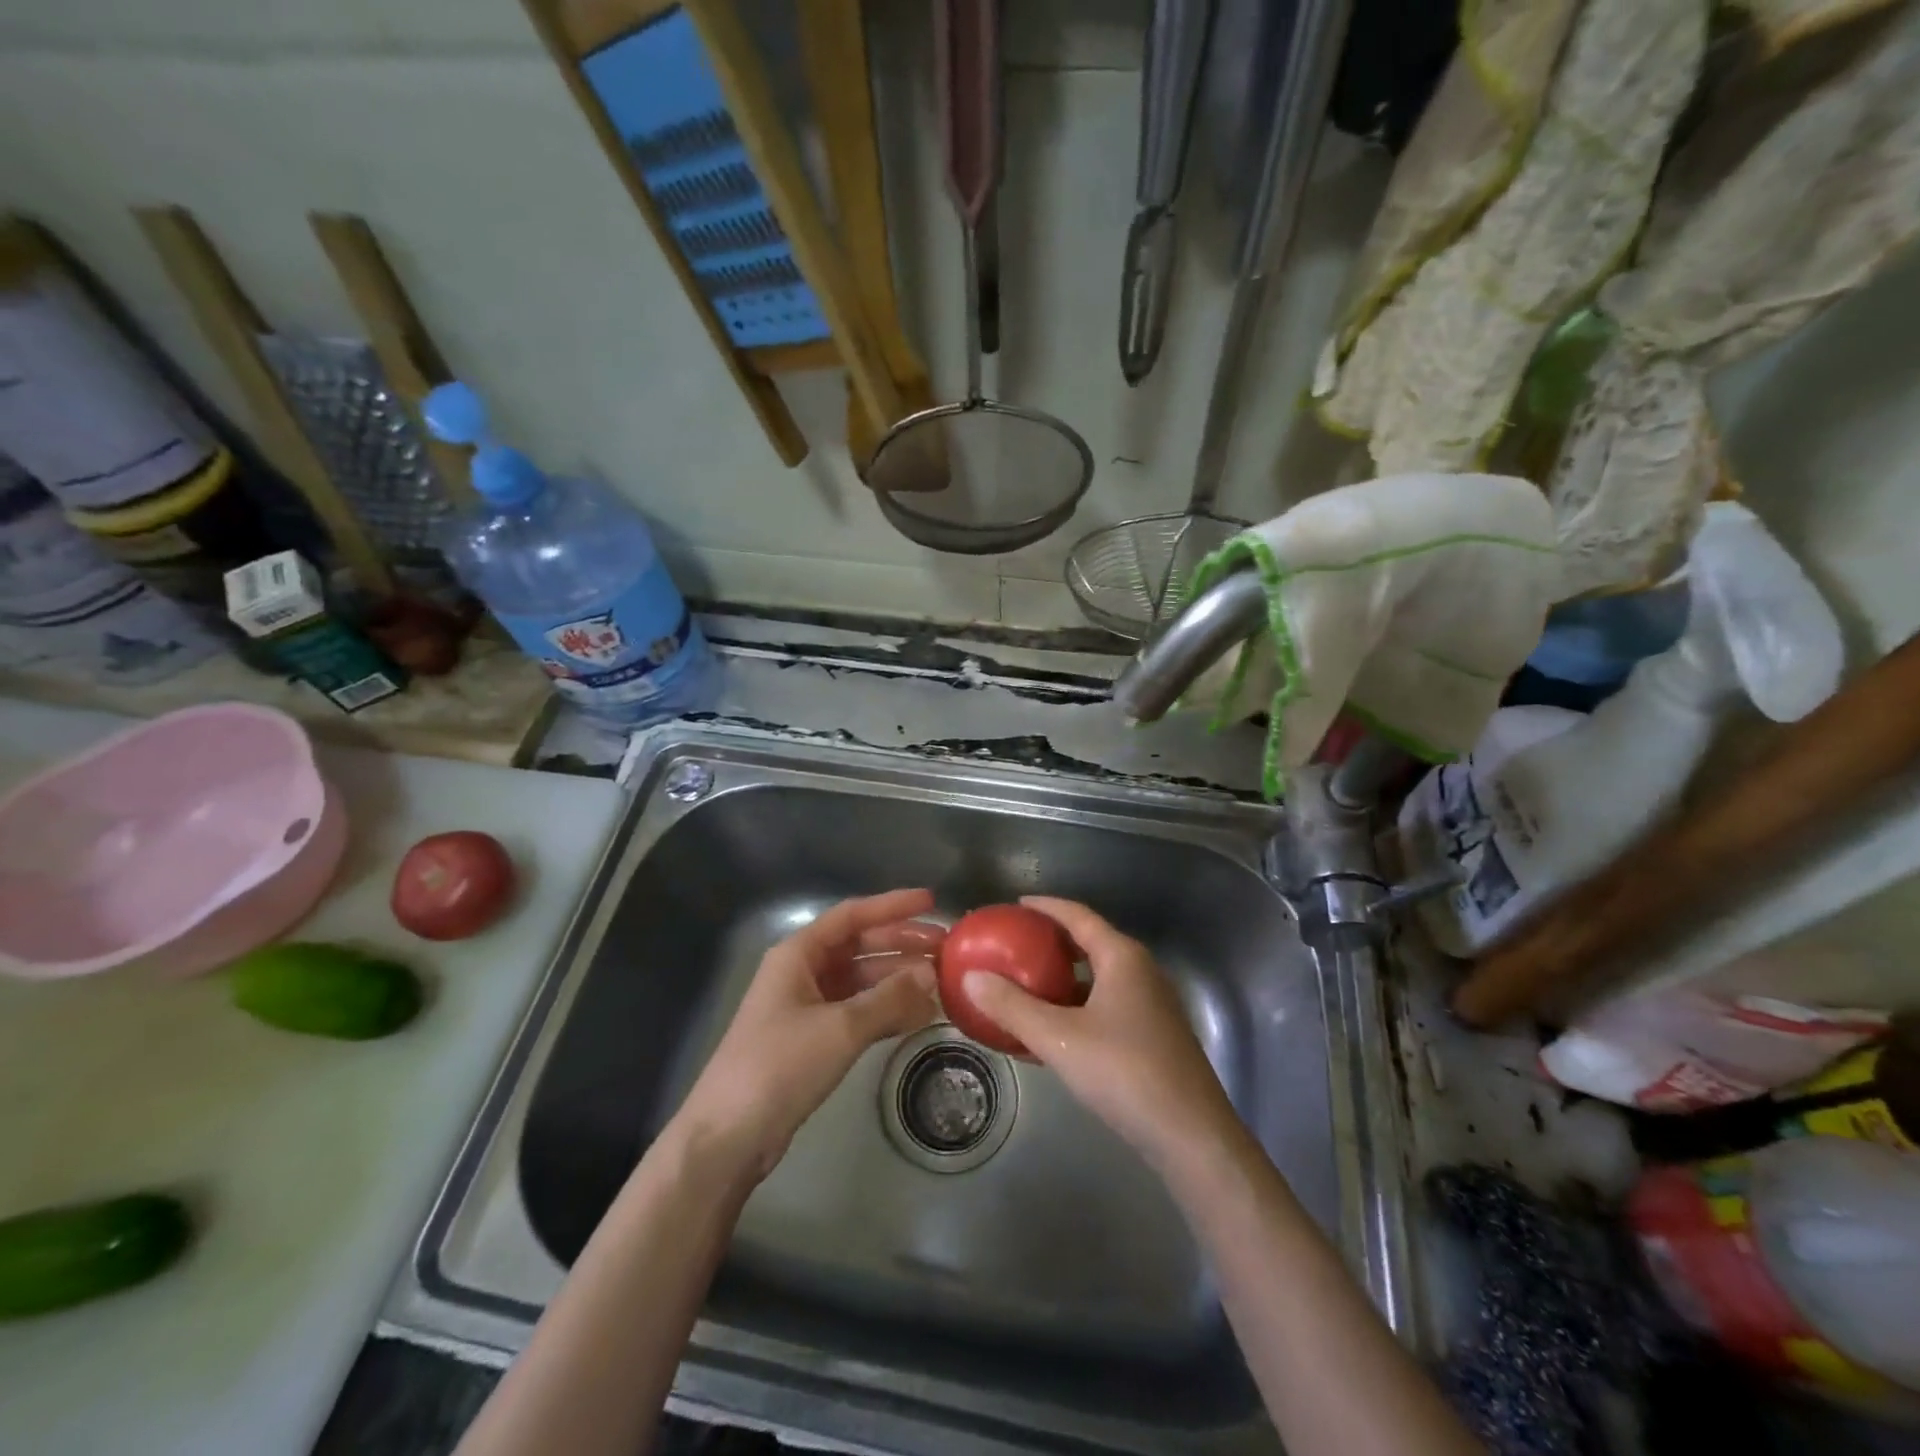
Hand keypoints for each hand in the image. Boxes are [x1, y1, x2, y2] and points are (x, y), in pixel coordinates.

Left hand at [673, 889, 943, 1183]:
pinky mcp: (813, 1040)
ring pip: (862, 981)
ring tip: (941, 984)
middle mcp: (802, 972)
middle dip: (902, 945)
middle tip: (946, 948)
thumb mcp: (840, 1028)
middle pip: (860, 947)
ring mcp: (807, 1007)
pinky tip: (919, 1016)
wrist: (728, 1137)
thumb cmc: (779, 1066)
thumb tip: (931, 974)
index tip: (931, 901)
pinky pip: (858, 1012)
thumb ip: (888, 998)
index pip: (852, 915)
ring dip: (899, 981)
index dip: (892, 906)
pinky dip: (887, 1011)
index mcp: (798, 954)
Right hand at [961, 896, 1241, 1168]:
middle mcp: (1141, 972)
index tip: (1016, 905)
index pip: (1079, 916)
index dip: (1046, 907)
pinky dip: (1076, 1009)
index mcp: (1122, 958)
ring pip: (1098, 980)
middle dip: (1052, 943)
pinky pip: (1106, 1007)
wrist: (1191, 1136)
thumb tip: (971, 977)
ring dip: (1063, 981)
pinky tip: (1051, 1033)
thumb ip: (1012, 1007)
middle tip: (1015, 945)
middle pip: (1090, 944)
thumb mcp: (1058, 1038)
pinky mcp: (1154, 1037)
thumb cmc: (1124, 1072)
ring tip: (1025, 987)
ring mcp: (1151, 1006)